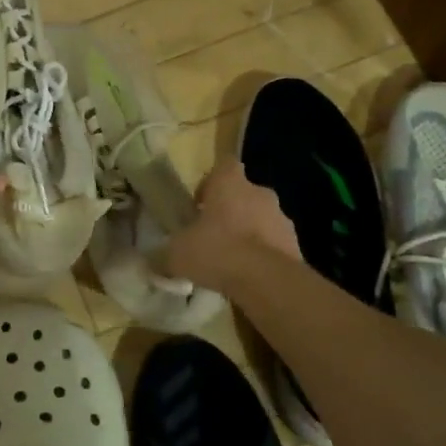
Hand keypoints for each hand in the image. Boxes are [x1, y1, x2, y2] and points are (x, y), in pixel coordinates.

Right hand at [162, 157, 301, 292]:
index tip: (199, 203)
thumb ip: (162, 255)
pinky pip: (274, 243)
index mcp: (230, 183)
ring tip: (231, 260)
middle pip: (243, 193)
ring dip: (248, 232)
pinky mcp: (296, 244)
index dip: (210, 181)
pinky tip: (248, 276)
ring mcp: (282, 218)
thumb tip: (150, 262)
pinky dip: (263, 255)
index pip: (223, 165)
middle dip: (229, 210)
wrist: (267, 281)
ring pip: (261, 218)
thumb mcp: (176, 254)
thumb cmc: (217, 251)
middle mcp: (259, 192)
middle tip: (211, 235)